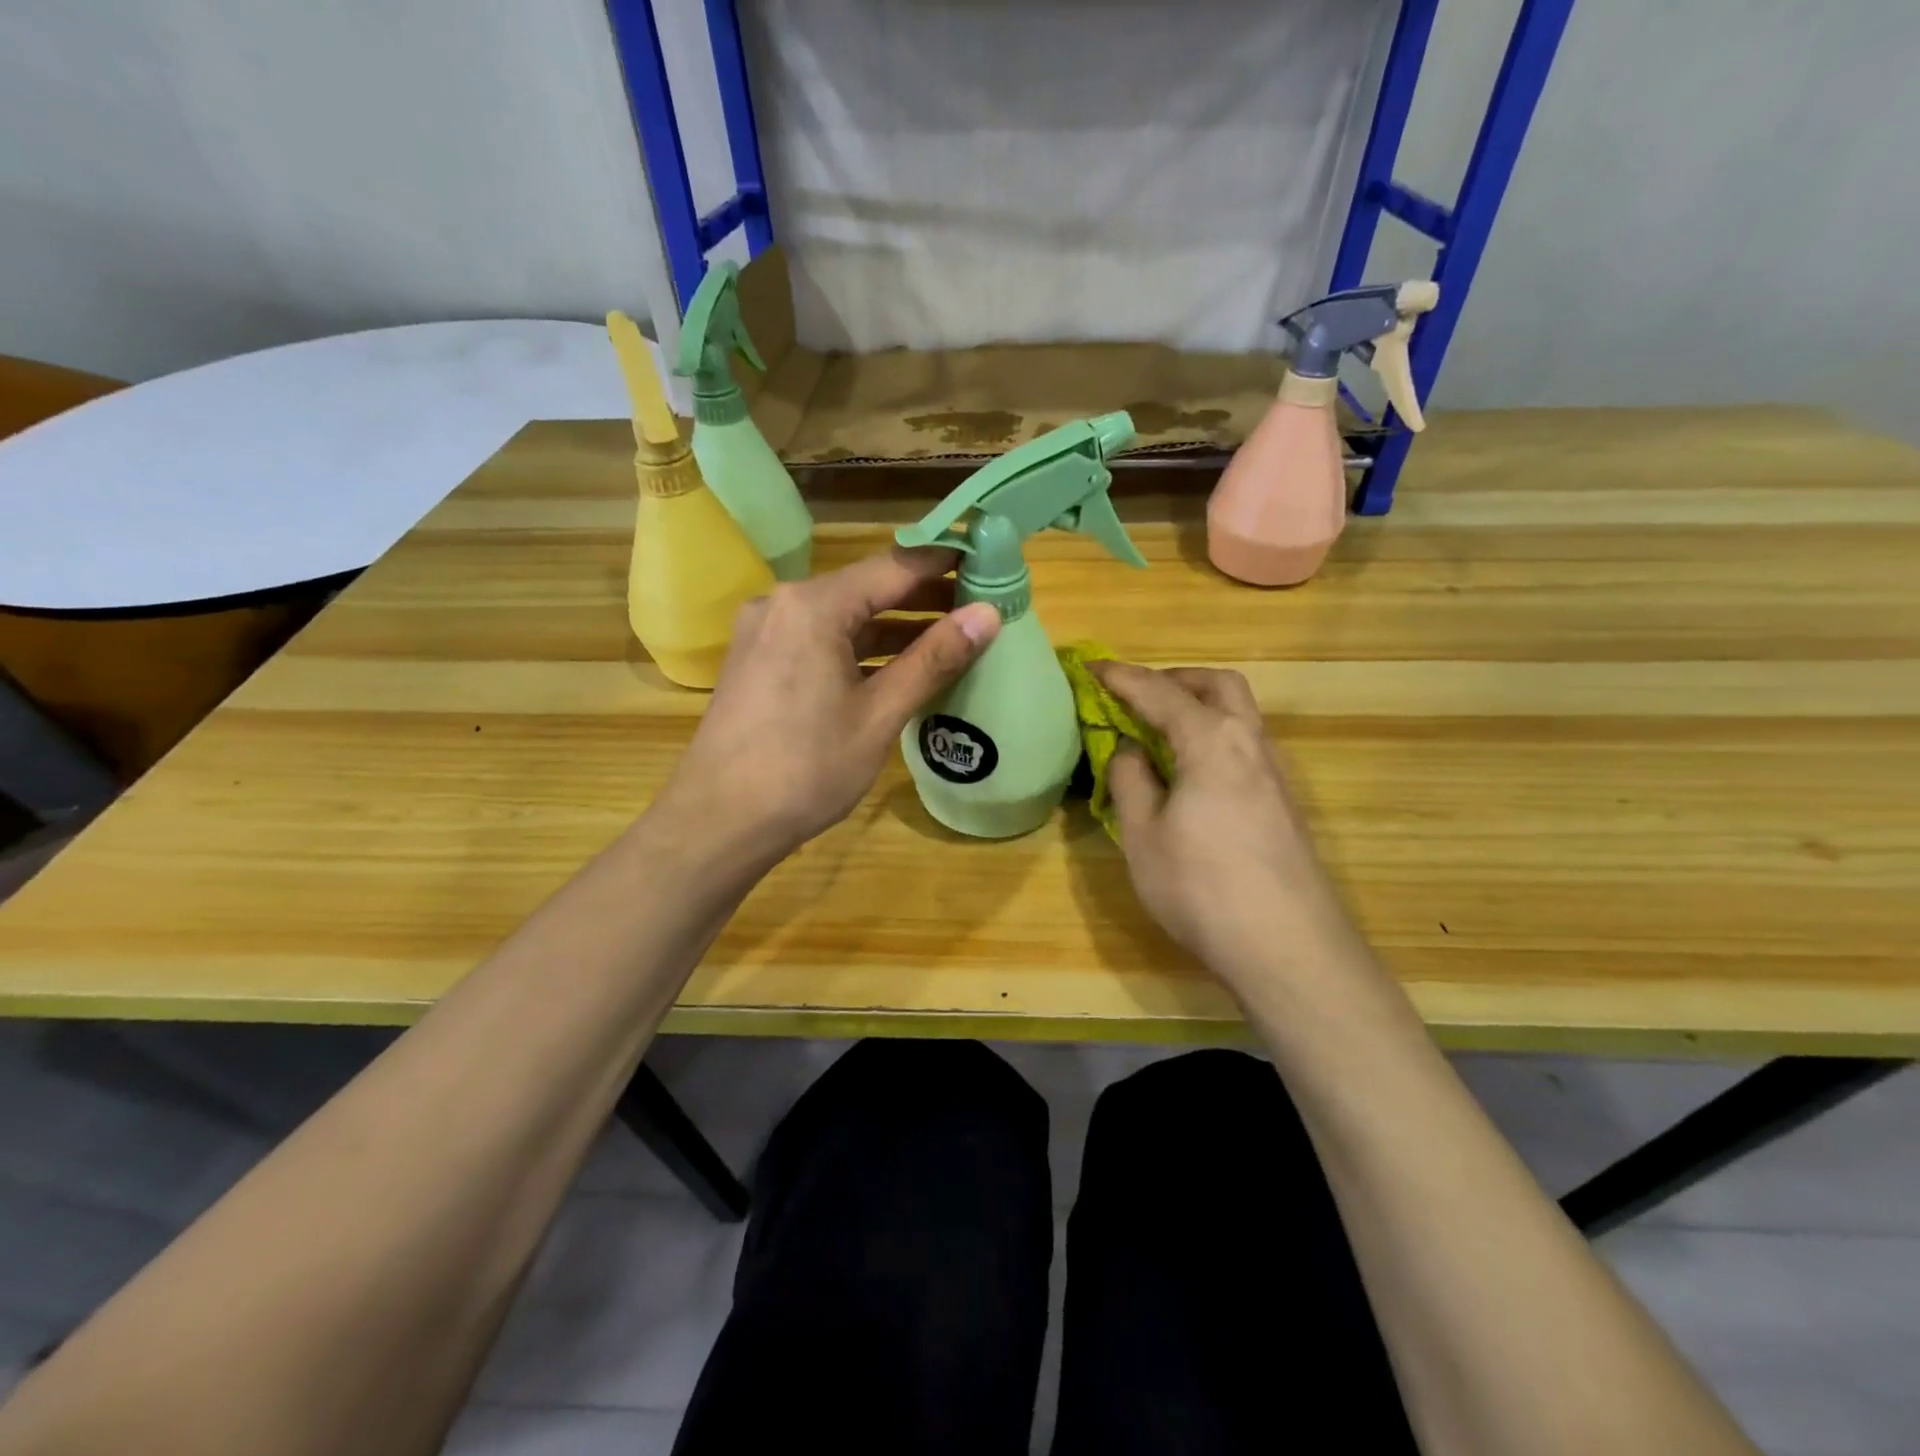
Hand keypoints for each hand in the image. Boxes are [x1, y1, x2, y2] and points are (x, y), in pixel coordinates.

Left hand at [654, 547, 999, 863]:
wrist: (719, 821)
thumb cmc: (806, 769)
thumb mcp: (879, 714)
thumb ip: (934, 659)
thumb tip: (988, 614)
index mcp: (813, 606)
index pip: (895, 566)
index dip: (945, 563)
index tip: (990, 561)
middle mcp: (784, 603)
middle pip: (867, 587)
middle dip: (923, 596)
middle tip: (980, 605)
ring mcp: (766, 631)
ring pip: (844, 616)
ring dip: (893, 625)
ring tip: (950, 636)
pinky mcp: (759, 659)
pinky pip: (821, 639)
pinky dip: (861, 647)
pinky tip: (897, 665)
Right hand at [1093, 662, 1358, 986]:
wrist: (1288, 947)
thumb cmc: (1201, 887)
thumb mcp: (1143, 835)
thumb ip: (1131, 780)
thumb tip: (1130, 748)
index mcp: (1211, 741)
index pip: (1159, 692)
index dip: (1121, 677)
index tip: (1091, 667)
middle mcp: (1249, 743)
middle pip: (1217, 685)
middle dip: (1173, 679)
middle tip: (1136, 696)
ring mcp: (1274, 773)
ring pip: (1238, 713)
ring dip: (1198, 706)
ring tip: (1159, 732)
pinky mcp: (1283, 801)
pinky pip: (1245, 744)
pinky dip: (1213, 736)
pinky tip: (1192, 772)